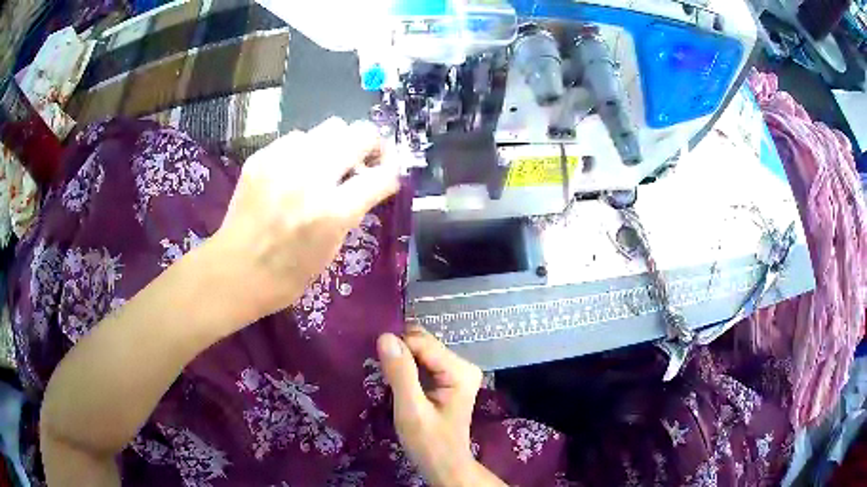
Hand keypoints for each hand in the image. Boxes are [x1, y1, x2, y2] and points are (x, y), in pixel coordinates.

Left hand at [213, 118, 398, 327]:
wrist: (234, 272)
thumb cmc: (286, 276)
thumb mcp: (330, 250)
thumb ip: (350, 212)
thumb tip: (363, 184)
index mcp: (332, 212)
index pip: (382, 175)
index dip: (392, 173)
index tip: (388, 176)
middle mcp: (311, 178)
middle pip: (360, 133)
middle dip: (371, 145)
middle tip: (364, 160)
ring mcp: (283, 163)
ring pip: (330, 127)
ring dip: (336, 145)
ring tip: (325, 165)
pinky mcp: (261, 157)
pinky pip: (296, 138)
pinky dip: (305, 150)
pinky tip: (295, 170)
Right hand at [378, 326, 506, 486]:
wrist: (445, 466)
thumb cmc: (429, 443)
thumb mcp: (411, 411)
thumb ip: (400, 374)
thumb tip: (385, 337)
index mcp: (460, 370)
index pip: (421, 342)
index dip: (397, 350)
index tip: (378, 367)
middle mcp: (462, 364)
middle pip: (422, 343)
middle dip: (399, 354)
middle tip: (382, 375)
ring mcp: (456, 371)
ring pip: (420, 350)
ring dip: (400, 361)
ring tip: (387, 379)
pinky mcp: (448, 378)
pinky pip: (421, 362)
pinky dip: (406, 368)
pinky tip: (397, 382)